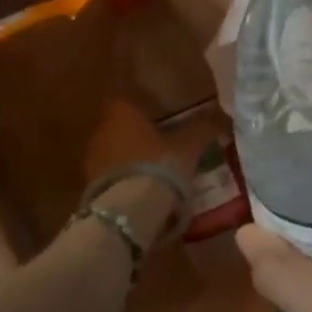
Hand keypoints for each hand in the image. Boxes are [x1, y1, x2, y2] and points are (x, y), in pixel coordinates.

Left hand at [83, 98, 220, 242]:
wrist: (129, 211)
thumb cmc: (159, 166)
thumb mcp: (189, 146)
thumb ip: (202, 130)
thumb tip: (220, 118)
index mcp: (122, 113)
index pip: (128, 100)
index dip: (144, 109)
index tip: (162, 118)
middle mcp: (102, 131)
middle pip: (121, 128)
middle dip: (140, 136)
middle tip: (164, 148)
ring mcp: (92, 160)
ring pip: (115, 153)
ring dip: (132, 160)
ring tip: (157, 174)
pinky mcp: (90, 187)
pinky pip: (112, 178)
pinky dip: (126, 182)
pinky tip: (144, 193)